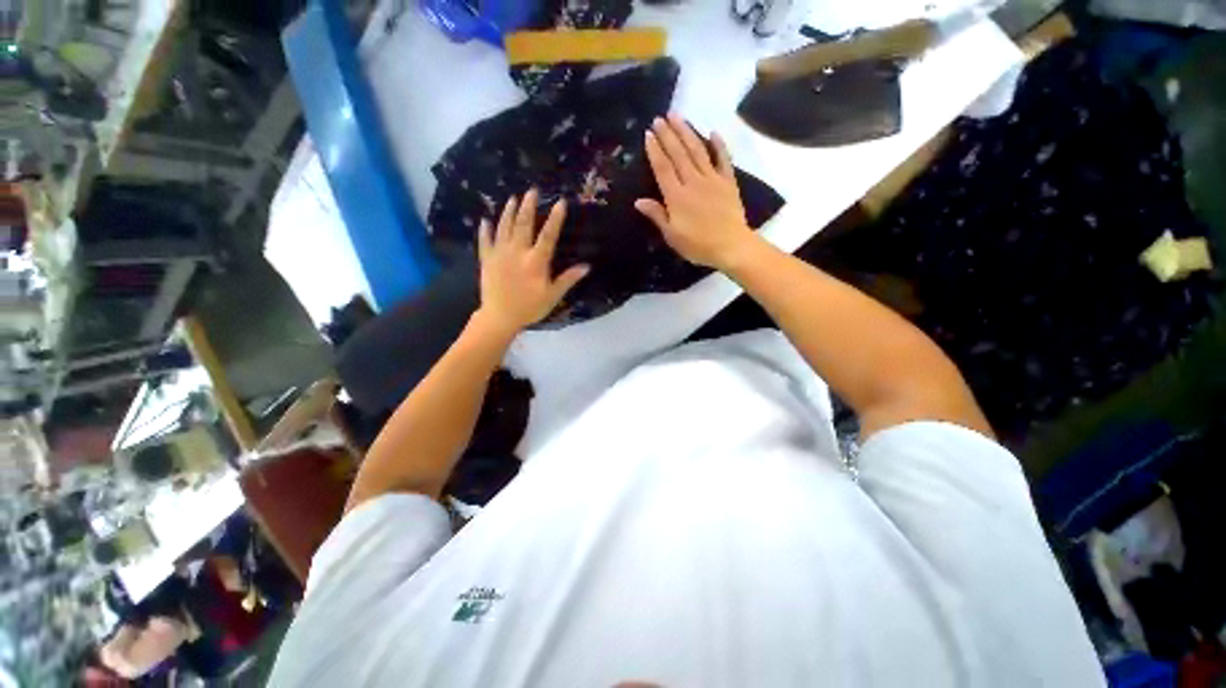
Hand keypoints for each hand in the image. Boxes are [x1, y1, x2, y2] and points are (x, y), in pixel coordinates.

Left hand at [476, 189, 588, 336]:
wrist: (500, 317)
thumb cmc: (529, 307)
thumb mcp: (553, 296)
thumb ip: (568, 279)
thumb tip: (586, 266)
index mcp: (535, 261)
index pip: (548, 236)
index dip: (555, 219)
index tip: (561, 202)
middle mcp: (517, 252)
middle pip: (523, 224)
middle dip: (528, 206)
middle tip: (532, 190)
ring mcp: (499, 254)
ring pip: (503, 227)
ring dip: (508, 211)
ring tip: (513, 198)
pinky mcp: (486, 259)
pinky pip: (484, 241)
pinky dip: (485, 230)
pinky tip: (485, 220)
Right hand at [635, 113, 759, 269]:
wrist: (731, 246)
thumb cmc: (698, 245)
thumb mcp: (672, 235)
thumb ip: (657, 215)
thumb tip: (638, 201)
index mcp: (677, 196)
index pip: (663, 168)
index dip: (654, 151)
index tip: (648, 134)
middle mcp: (693, 182)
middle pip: (678, 154)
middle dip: (668, 135)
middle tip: (659, 118)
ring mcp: (712, 179)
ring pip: (697, 151)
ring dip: (687, 132)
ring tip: (677, 116)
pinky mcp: (728, 182)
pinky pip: (723, 159)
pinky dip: (719, 145)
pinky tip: (713, 132)